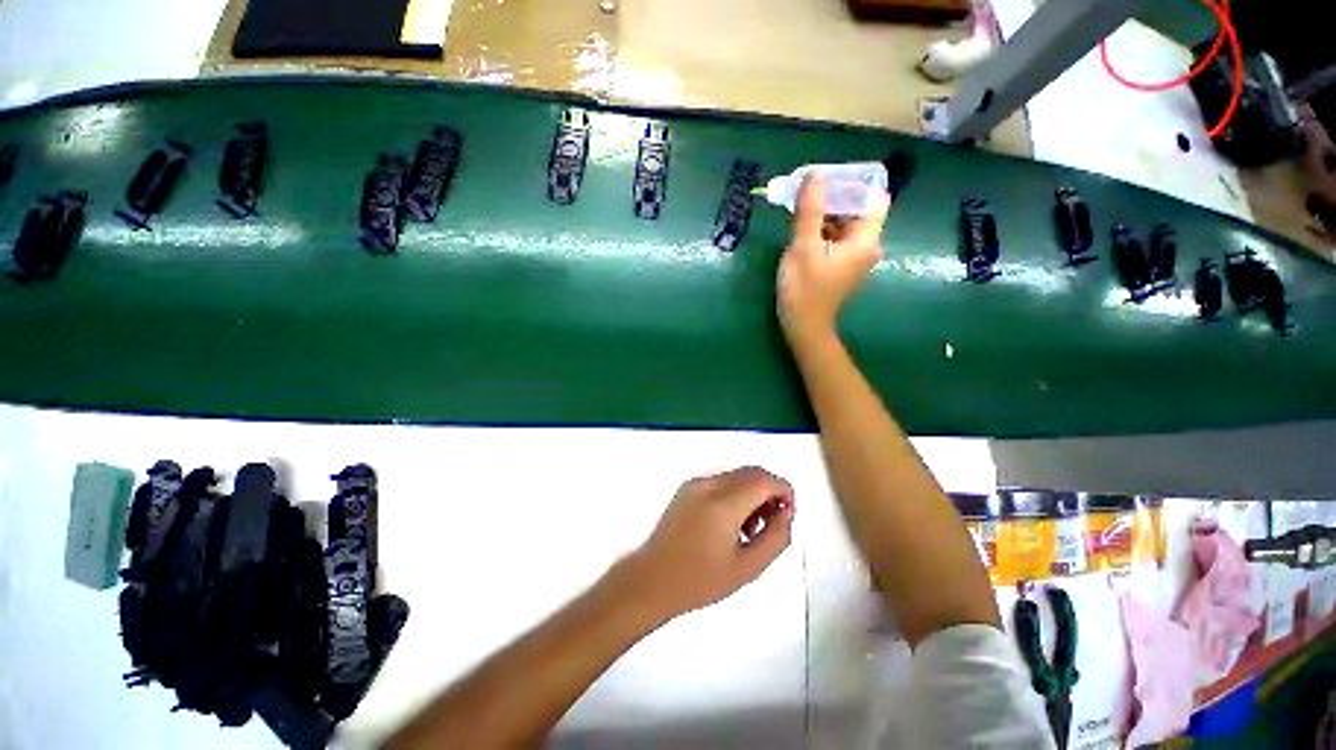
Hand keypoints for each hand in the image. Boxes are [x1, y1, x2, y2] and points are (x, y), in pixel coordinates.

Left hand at [628, 466, 794, 618]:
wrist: (652, 579)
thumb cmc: (700, 581)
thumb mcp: (748, 568)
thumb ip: (776, 537)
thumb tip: (786, 513)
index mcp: (723, 504)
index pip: (764, 479)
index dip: (784, 491)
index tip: (788, 514)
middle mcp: (709, 484)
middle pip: (752, 473)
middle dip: (769, 491)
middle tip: (772, 523)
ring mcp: (695, 483)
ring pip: (737, 475)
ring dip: (752, 492)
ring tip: (750, 529)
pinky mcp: (686, 487)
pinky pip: (721, 480)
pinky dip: (735, 493)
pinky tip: (731, 523)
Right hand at [776, 176, 890, 347]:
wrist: (803, 326)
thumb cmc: (804, 290)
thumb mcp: (803, 248)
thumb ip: (810, 211)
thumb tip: (814, 175)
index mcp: (866, 240)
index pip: (874, 197)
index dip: (854, 182)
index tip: (828, 177)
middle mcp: (867, 246)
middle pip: (858, 208)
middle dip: (834, 196)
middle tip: (807, 188)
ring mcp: (856, 257)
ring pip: (845, 223)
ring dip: (825, 212)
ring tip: (801, 204)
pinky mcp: (843, 265)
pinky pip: (837, 238)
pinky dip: (823, 229)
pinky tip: (803, 227)